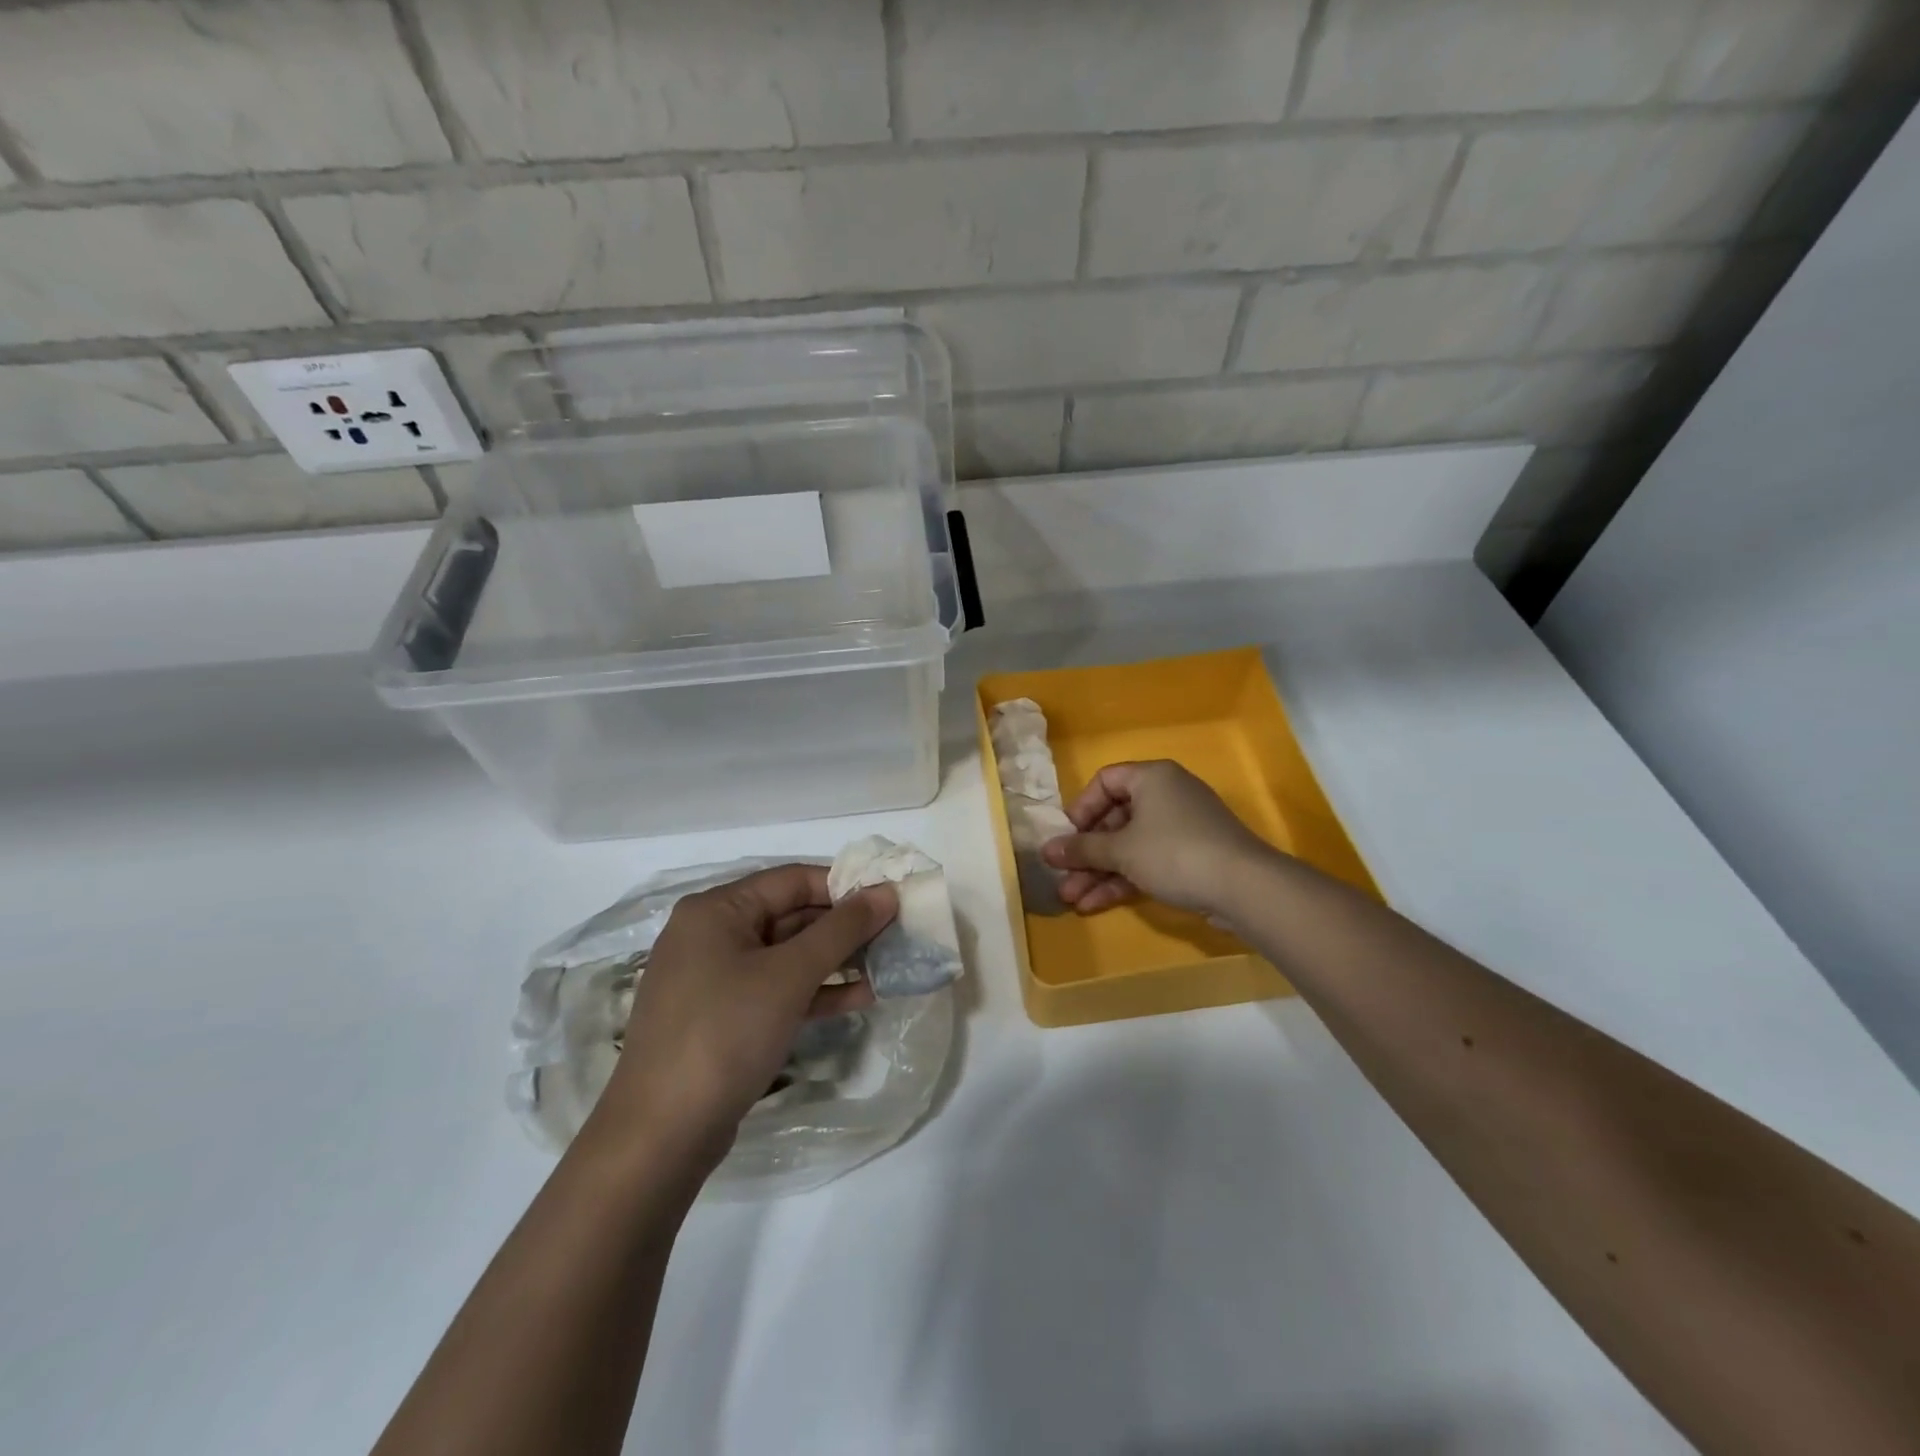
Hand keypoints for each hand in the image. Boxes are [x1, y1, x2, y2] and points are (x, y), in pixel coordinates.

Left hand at [594, 864, 896, 1170]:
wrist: (661, 1136)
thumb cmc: (725, 1034)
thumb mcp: (790, 975)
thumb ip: (842, 930)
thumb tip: (886, 893)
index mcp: (716, 910)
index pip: (792, 880)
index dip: (844, 886)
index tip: (890, 899)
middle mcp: (711, 935)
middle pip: (789, 916)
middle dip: (843, 927)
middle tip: (895, 935)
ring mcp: (714, 979)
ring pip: (786, 956)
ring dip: (835, 961)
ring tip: (886, 966)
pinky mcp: (722, 1017)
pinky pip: (775, 989)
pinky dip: (814, 991)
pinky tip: (859, 998)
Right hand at [1042, 760, 1275, 917]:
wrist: (1244, 887)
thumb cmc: (1174, 852)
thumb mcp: (1121, 850)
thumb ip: (1081, 849)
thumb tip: (1046, 851)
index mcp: (1151, 778)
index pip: (1105, 781)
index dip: (1081, 808)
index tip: (1067, 837)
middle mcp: (1167, 796)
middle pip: (1115, 819)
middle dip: (1086, 853)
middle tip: (1063, 877)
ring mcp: (1181, 828)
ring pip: (1130, 846)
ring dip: (1100, 872)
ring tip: (1072, 900)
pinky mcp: (1191, 857)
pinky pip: (1148, 862)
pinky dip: (1124, 880)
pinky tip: (1096, 905)